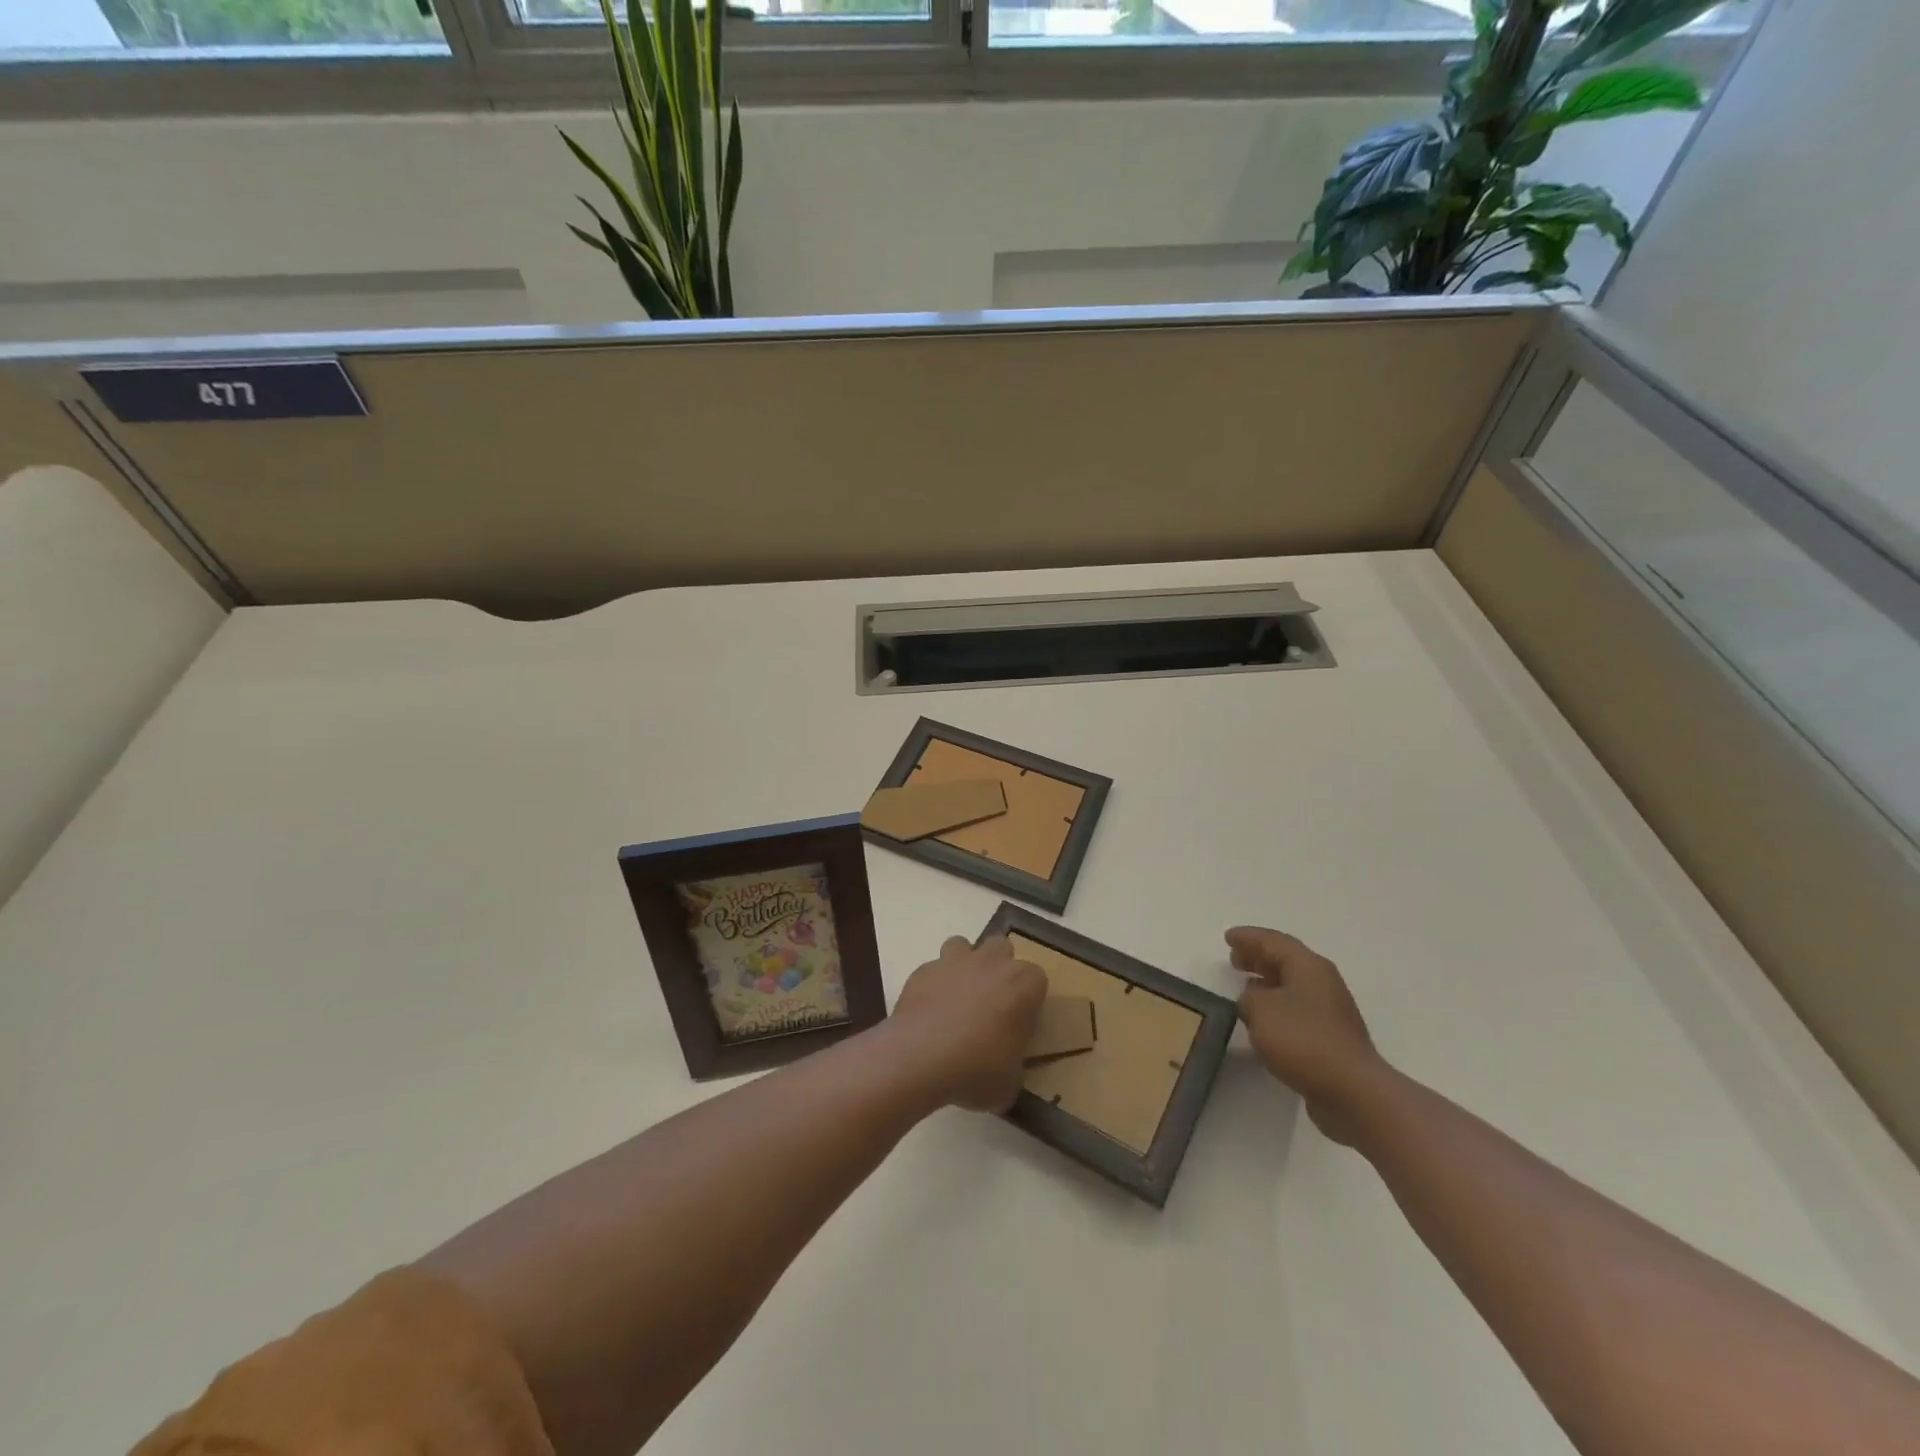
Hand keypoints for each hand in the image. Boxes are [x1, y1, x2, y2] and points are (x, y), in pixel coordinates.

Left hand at [889, 935, 1046, 1112]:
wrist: (919, 1058)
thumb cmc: (975, 1070)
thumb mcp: (1009, 1082)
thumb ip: (1014, 1063)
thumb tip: (1007, 1064)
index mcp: (1022, 985)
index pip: (1037, 979)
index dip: (1028, 999)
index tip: (1020, 1022)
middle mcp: (991, 963)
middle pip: (1002, 948)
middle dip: (998, 967)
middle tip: (991, 1002)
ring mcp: (954, 961)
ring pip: (964, 945)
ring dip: (964, 966)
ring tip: (958, 997)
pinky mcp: (923, 970)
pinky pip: (933, 970)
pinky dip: (934, 985)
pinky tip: (929, 1012)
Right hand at [1229, 926, 1384, 1144]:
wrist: (1352, 1091)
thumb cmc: (1303, 1040)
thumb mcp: (1260, 1010)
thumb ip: (1248, 998)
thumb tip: (1252, 1000)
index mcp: (1308, 966)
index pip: (1273, 941)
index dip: (1248, 937)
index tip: (1227, 937)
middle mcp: (1323, 983)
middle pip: (1286, 960)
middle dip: (1259, 957)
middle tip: (1234, 958)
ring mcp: (1330, 1011)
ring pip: (1292, 986)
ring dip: (1268, 982)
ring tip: (1245, 985)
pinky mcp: (1331, 1038)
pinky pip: (1297, 1010)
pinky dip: (1277, 1007)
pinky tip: (1263, 1020)